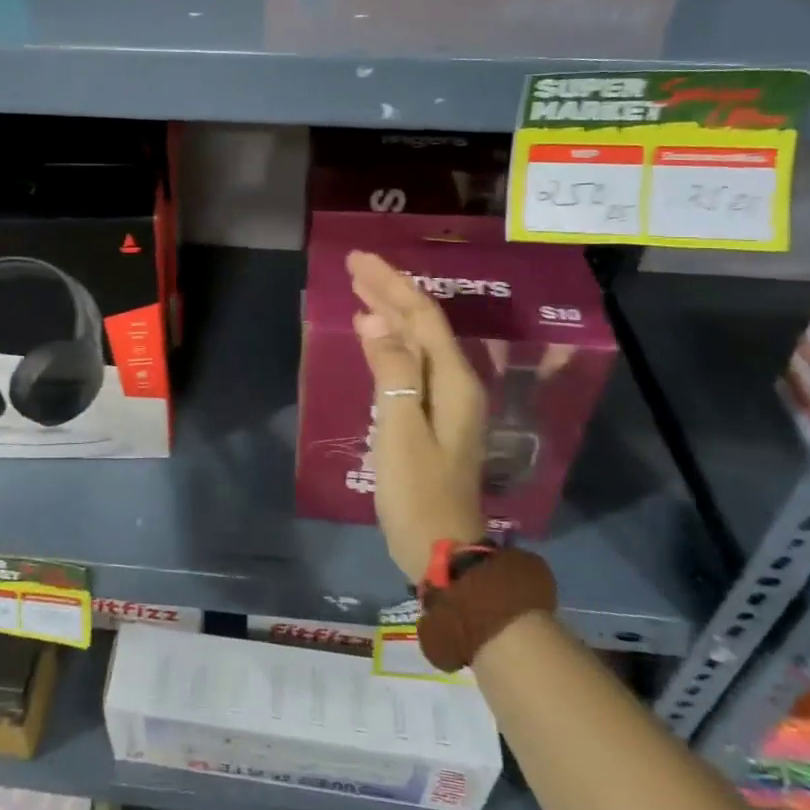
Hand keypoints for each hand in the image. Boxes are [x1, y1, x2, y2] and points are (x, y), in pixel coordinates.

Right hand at [347, 251, 488, 581]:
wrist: (443, 549)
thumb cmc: (417, 491)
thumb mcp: (400, 430)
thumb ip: (391, 372)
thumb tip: (375, 322)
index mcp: (453, 380)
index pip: (421, 316)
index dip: (391, 284)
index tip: (358, 260)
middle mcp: (456, 382)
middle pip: (422, 322)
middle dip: (389, 290)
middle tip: (354, 265)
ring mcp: (447, 400)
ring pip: (418, 340)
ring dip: (390, 311)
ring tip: (361, 289)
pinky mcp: (434, 415)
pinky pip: (412, 361)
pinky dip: (391, 340)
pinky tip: (374, 336)